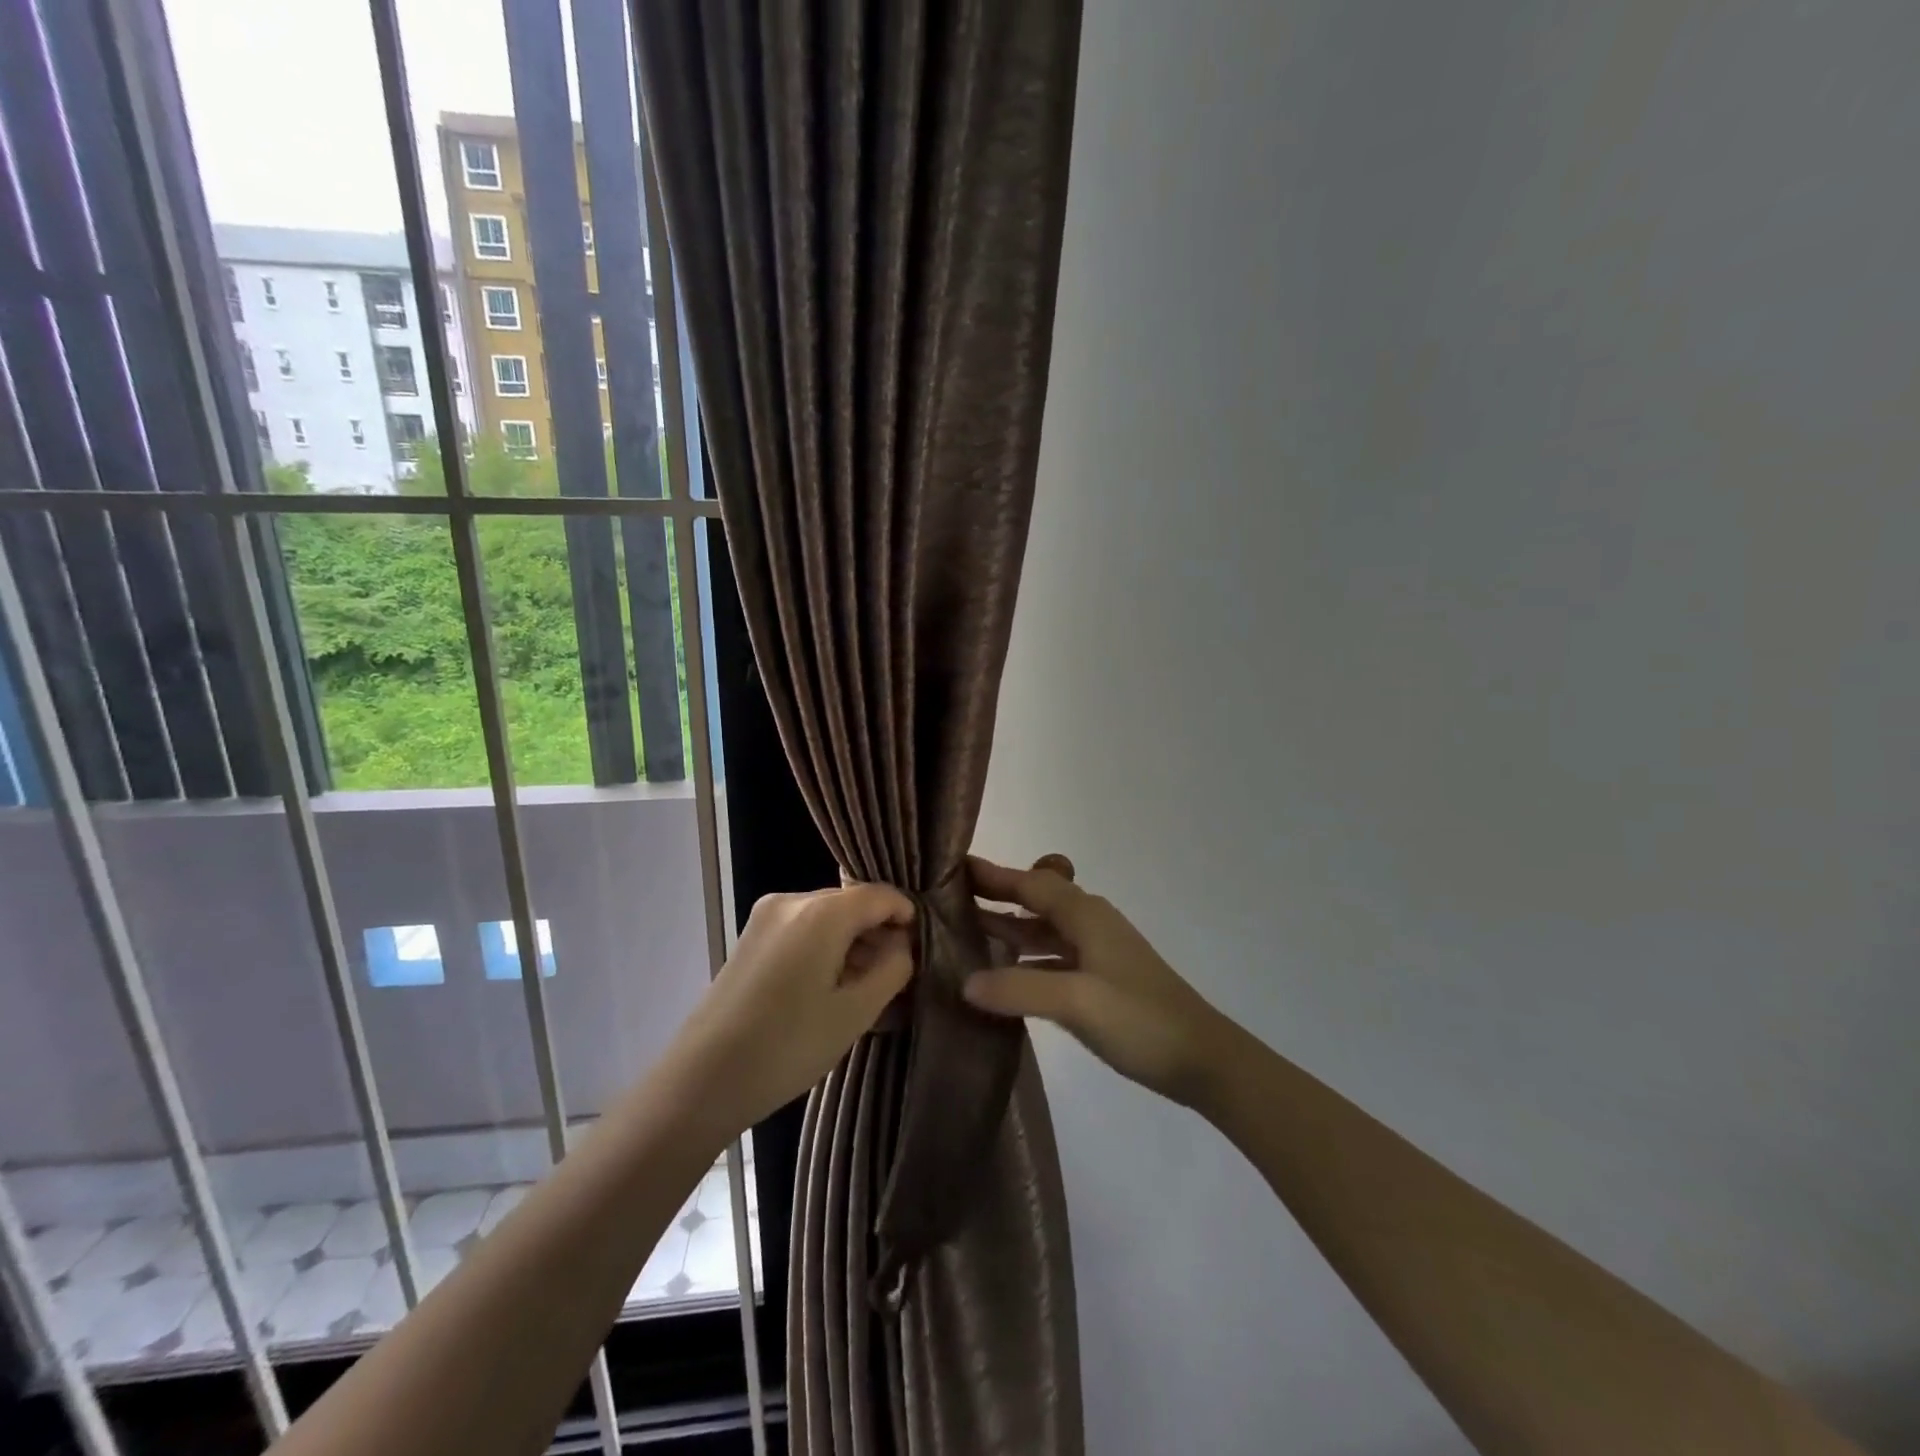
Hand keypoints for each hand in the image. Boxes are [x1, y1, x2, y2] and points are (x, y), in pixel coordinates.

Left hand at [673, 886, 914, 1135]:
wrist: (702, 1080)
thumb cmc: (787, 1045)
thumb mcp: (855, 1013)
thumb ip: (892, 970)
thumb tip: (903, 946)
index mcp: (822, 911)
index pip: (881, 895)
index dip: (907, 917)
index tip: (924, 949)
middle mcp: (792, 900)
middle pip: (852, 904)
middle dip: (879, 934)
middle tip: (898, 977)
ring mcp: (765, 917)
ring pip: (827, 918)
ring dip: (852, 945)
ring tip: (867, 990)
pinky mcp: (751, 938)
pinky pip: (803, 931)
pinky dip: (825, 950)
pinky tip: (831, 989)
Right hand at [963, 855, 1231, 1106]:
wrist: (1203, 1059)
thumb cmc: (1140, 1020)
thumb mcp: (1076, 1002)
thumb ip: (1018, 989)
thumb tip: (965, 981)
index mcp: (1085, 916)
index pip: (1030, 883)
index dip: (994, 875)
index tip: (954, 868)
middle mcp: (1090, 924)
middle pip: (1036, 901)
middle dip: (997, 898)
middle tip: (949, 901)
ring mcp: (1098, 953)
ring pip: (1044, 931)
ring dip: (1009, 929)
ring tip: (966, 935)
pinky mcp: (1101, 981)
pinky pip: (1053, 958)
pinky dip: (1026, 960)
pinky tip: (1004, 977)